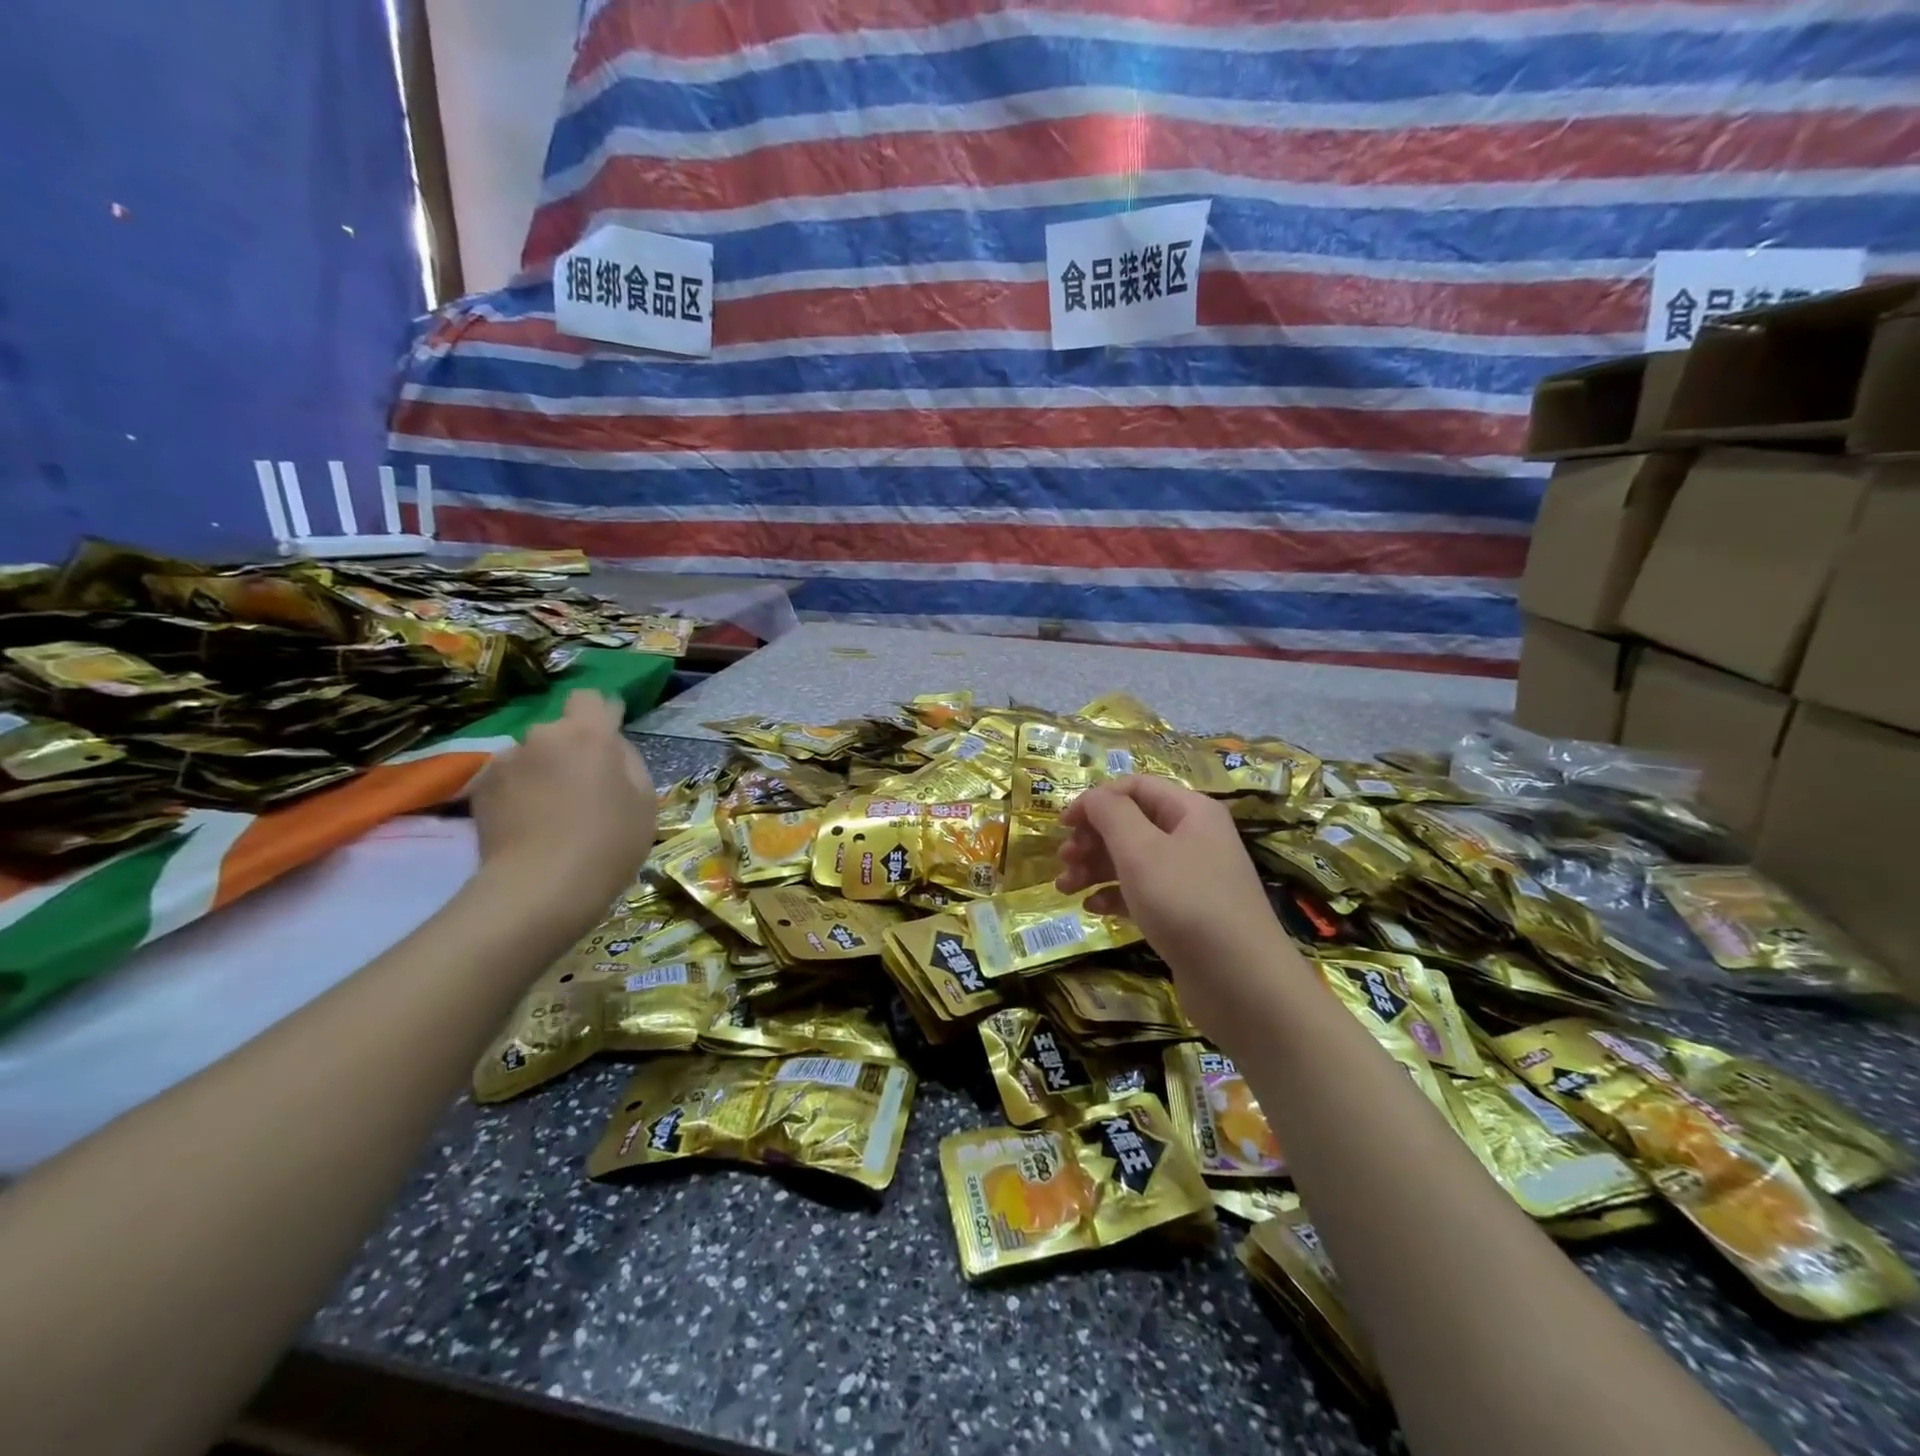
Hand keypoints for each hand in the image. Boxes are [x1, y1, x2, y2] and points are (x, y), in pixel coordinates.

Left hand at [468, 691, 655, 921]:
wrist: (539, 888)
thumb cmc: (608, 843)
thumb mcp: (644, 802)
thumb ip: (628, 763)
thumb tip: (610, 750)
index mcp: (589, 734)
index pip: (591, 698)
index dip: (601, 715)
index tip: (609, 741)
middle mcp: (543, 736)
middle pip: (561, 732)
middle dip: (571, 751)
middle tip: (584, 790)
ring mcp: (506, 761)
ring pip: (533, 757)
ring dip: (542, 773)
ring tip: (551, 814)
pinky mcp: (480, 789)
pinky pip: (509, 780)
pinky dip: (518, 794)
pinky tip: (527, 825)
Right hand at [1055, 776, 1297, 1041]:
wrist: (1242, 984)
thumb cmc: (1187, 904)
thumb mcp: (1141, 850)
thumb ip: (1110, 814)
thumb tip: (1092, 798)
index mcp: (1191, 811)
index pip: (1135, 787)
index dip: (1095, 800)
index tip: (1062, 825)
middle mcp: (1194, 837)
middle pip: (1132, 823)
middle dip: (1092, 838)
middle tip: (1064, 861)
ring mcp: (1192, 878)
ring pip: (1134, 860)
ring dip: (1096, 868)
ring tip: (1064, 888)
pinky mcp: (1186, 914)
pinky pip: (1144, 893)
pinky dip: (1115, 896)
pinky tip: (1092, 909)